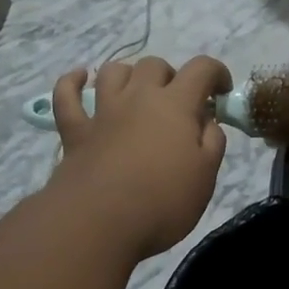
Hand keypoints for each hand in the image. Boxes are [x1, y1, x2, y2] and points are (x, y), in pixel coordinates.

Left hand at [49, 55, 229, 258]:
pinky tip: (80, 78)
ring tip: (136, 93)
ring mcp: (103, 112)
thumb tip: (207, 120)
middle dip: (171, 77)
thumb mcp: (206, 176)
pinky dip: (72, 82)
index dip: (217, 73)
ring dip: (128, 75)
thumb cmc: (163, 202)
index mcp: (176, 105)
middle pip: (154, 66)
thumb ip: (212, 142)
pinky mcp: (75, 131)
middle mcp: (138, 97)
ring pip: (113, 72)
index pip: (201, 69)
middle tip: (178, 105)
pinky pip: (66, 95)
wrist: (100, 223)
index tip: (222, 93)